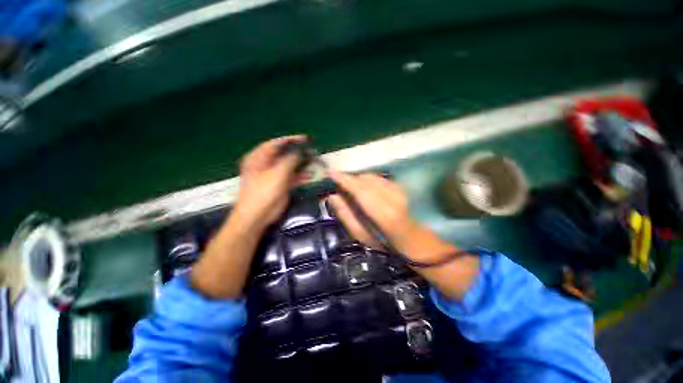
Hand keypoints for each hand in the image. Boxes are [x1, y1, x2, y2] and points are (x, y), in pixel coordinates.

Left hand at [234, 135, 305, 227]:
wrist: (257, 216)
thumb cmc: (264, 191)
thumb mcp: (278, 173)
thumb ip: (290, 159)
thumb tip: (301, 150)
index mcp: (259, 157)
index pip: (276, 143)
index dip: (291, 140)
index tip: (306, 138)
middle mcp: (265, 164)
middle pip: (283, 154)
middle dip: (298, 152)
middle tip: (312, 150)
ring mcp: (273, 175)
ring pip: (289, 165)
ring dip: (301, 164)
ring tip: (314, 161)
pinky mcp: (280, 184)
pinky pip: (291, 177)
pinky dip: (300, 176)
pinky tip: (310, 175)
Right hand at [327, 171, 420, 250]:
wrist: (410, 237)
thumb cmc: (383, 241)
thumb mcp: (360, 234)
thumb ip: (345, 215)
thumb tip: (332, 196)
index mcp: (382, 213)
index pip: (359, 190)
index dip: (344, 179)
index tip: (330, 172)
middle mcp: (392, 197)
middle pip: (365, 180)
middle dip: (350, 179)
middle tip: (340, 185)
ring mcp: (398, 190)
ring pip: (372, 176)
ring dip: (359, 179)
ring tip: (352, 188)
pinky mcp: (400, 186)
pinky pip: (379, 177)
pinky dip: (368, 180)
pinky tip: (366, 189)